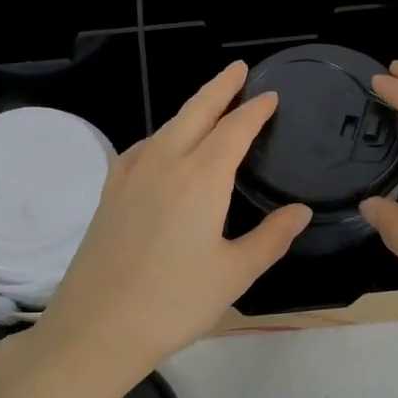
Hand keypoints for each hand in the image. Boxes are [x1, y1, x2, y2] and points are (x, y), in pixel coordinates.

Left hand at [33, 62, 311, 384]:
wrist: (97, 328)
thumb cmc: (174, 303)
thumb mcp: (234, 274)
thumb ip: (271, 237)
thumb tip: (301, 211)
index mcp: (200, 178)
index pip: (234, 130)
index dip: (255, 110)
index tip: (270, 96)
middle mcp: (164, 164)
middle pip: (195, 112)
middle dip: (220, 87)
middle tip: (239, 70)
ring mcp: (130, 175)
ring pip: (167, 127)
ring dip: (191, 110)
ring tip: (210, 107)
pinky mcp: (109, 192)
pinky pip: (142, 148)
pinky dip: (163, 136)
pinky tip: (164, 149)